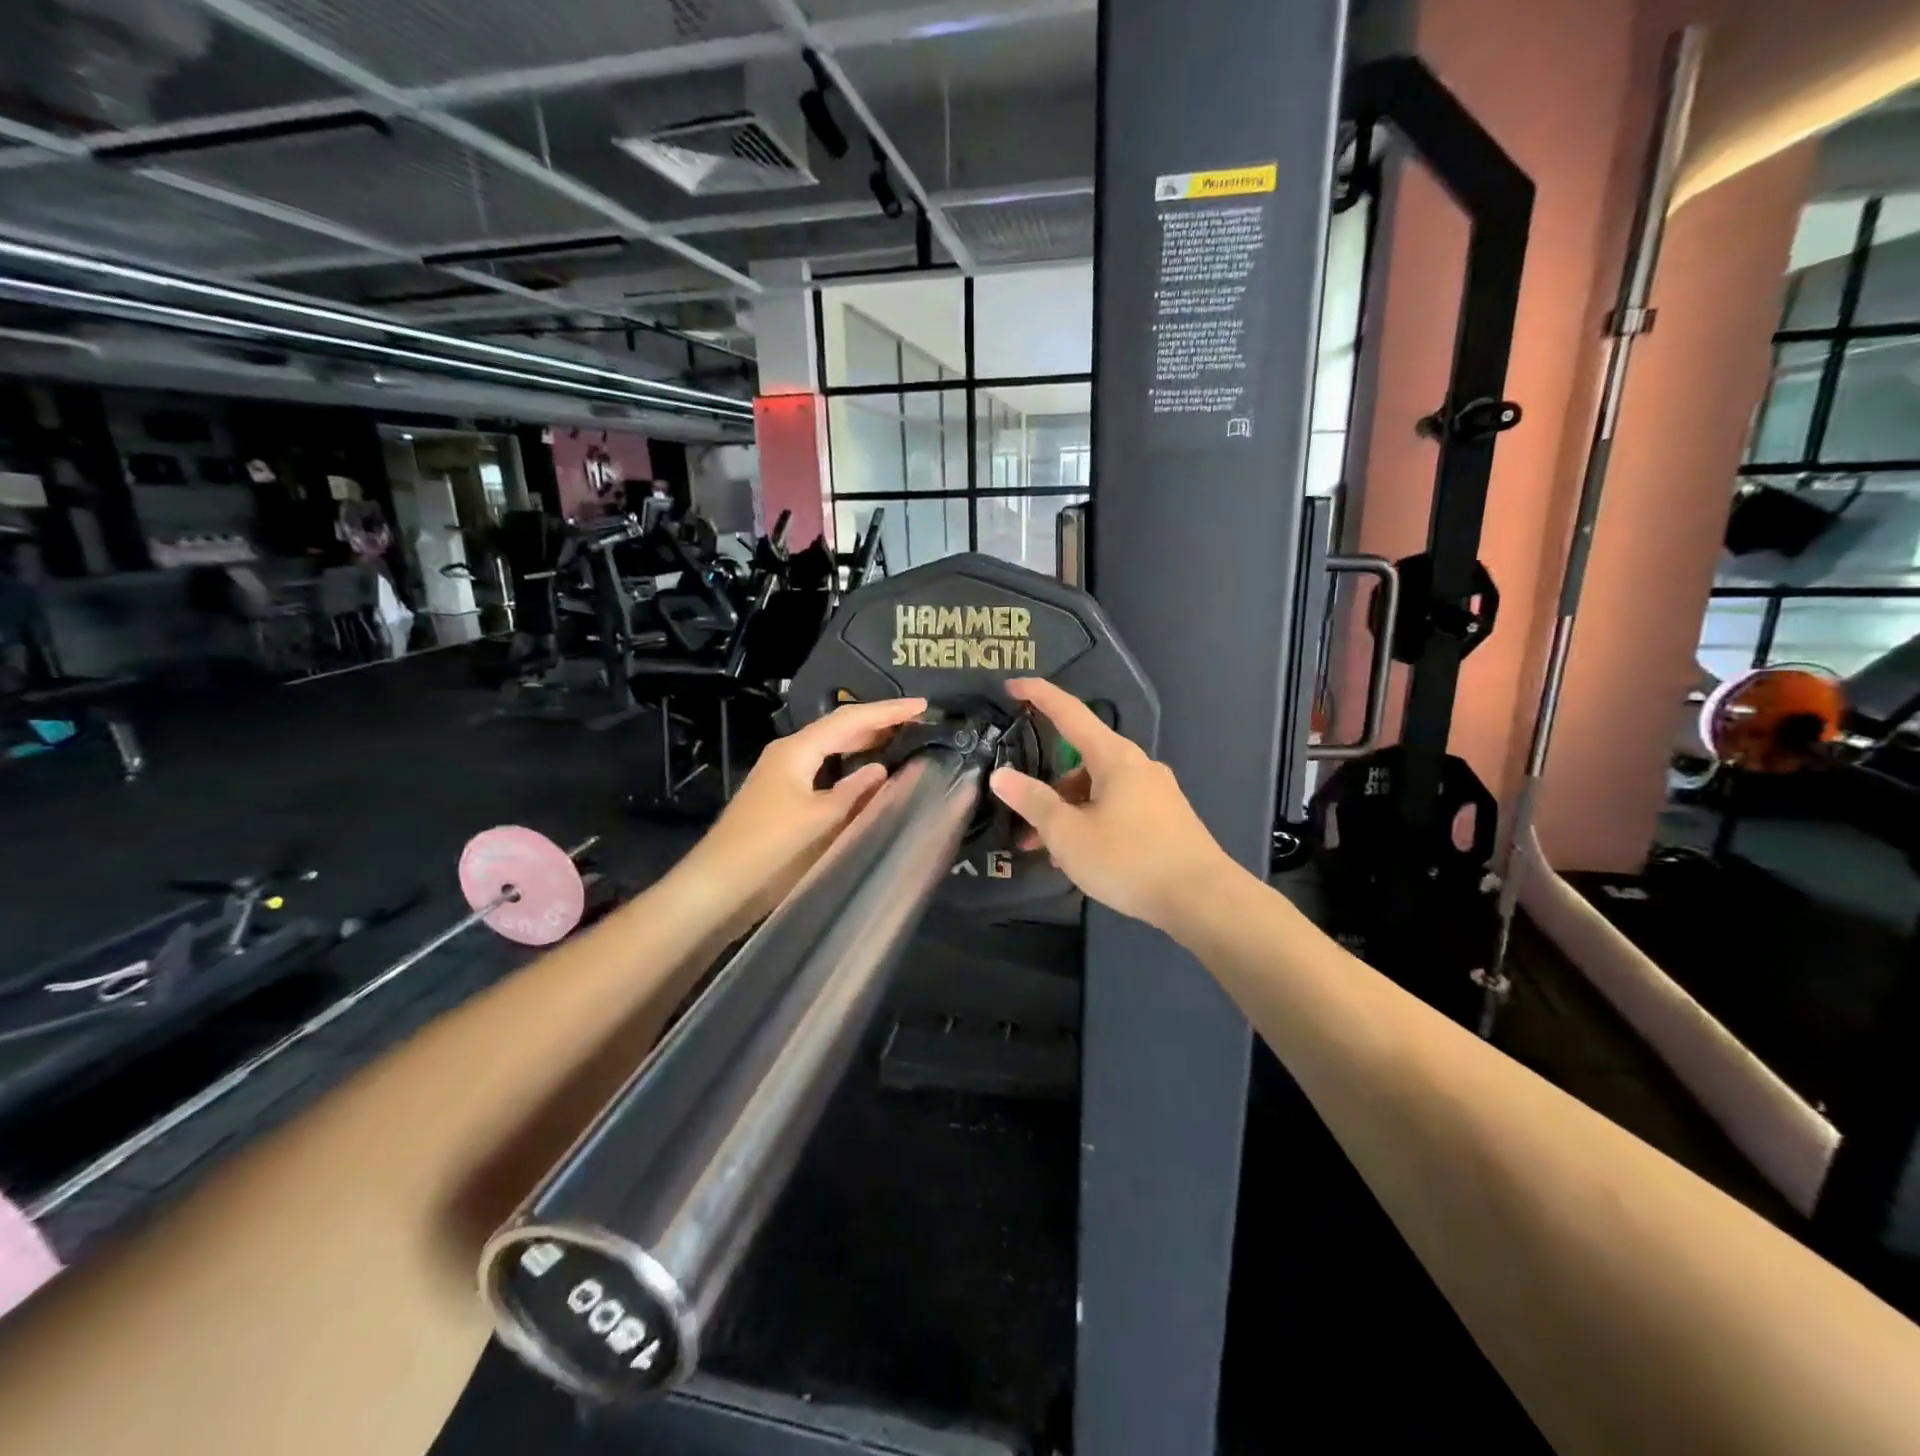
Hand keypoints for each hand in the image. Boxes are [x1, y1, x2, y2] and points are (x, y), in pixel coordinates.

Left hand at [685, 696, 926, 922]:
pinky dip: (849, 767)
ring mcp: (782, 776)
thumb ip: (855, 792)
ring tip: (899, 739)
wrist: (719, 886)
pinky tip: (865, 776)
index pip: (850, 720)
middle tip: (917, 721)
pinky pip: (823, 770)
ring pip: (830, 749)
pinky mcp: (781, 798)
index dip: (888, 711)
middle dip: (877, 723)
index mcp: (797, 750)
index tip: (923, 706)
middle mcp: (788, 754)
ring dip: (863, 743)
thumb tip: (879, 769)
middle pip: (838, 729)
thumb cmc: (771, 848)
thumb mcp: (821, 819)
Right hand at [990, 678, 1240, 932]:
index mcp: (1115, 757)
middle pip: (1081, 762)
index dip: (1038, 696)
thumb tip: (1002, 776)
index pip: (1070, 713)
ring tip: (1048, 852)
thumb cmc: (1129, 859)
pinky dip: (1092, 823)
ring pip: (1098, 791)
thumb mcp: (1069, 834)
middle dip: (1048, 788)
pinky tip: (1081, 858)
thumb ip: (1033, 802)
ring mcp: (1157, 793)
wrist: (1203, 900)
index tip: (1012, 684)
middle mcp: (1138, 766)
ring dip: (1069, 813)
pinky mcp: (1166, 819)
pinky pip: (1118, 809)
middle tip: (1022, 817)